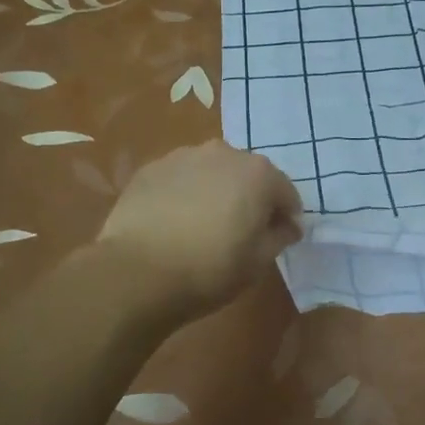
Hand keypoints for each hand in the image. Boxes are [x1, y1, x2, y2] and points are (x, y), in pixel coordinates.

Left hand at [97, 141, 303, 316]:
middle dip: (251, 198)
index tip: (281, 237)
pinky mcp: (150, 169)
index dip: (287, 216)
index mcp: (258, 173)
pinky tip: (174, 222)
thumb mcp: (258, 261)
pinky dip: (184, 193)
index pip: (285, 192)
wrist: (137, 271)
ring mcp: (183, 156)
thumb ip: (280, 236)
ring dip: (216, 191)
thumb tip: (287, 226)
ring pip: (211, 172)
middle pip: (247, 175)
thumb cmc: (210, 268)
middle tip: (242, 230)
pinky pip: (180, 179)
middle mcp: (223, 153)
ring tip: (205, 224)